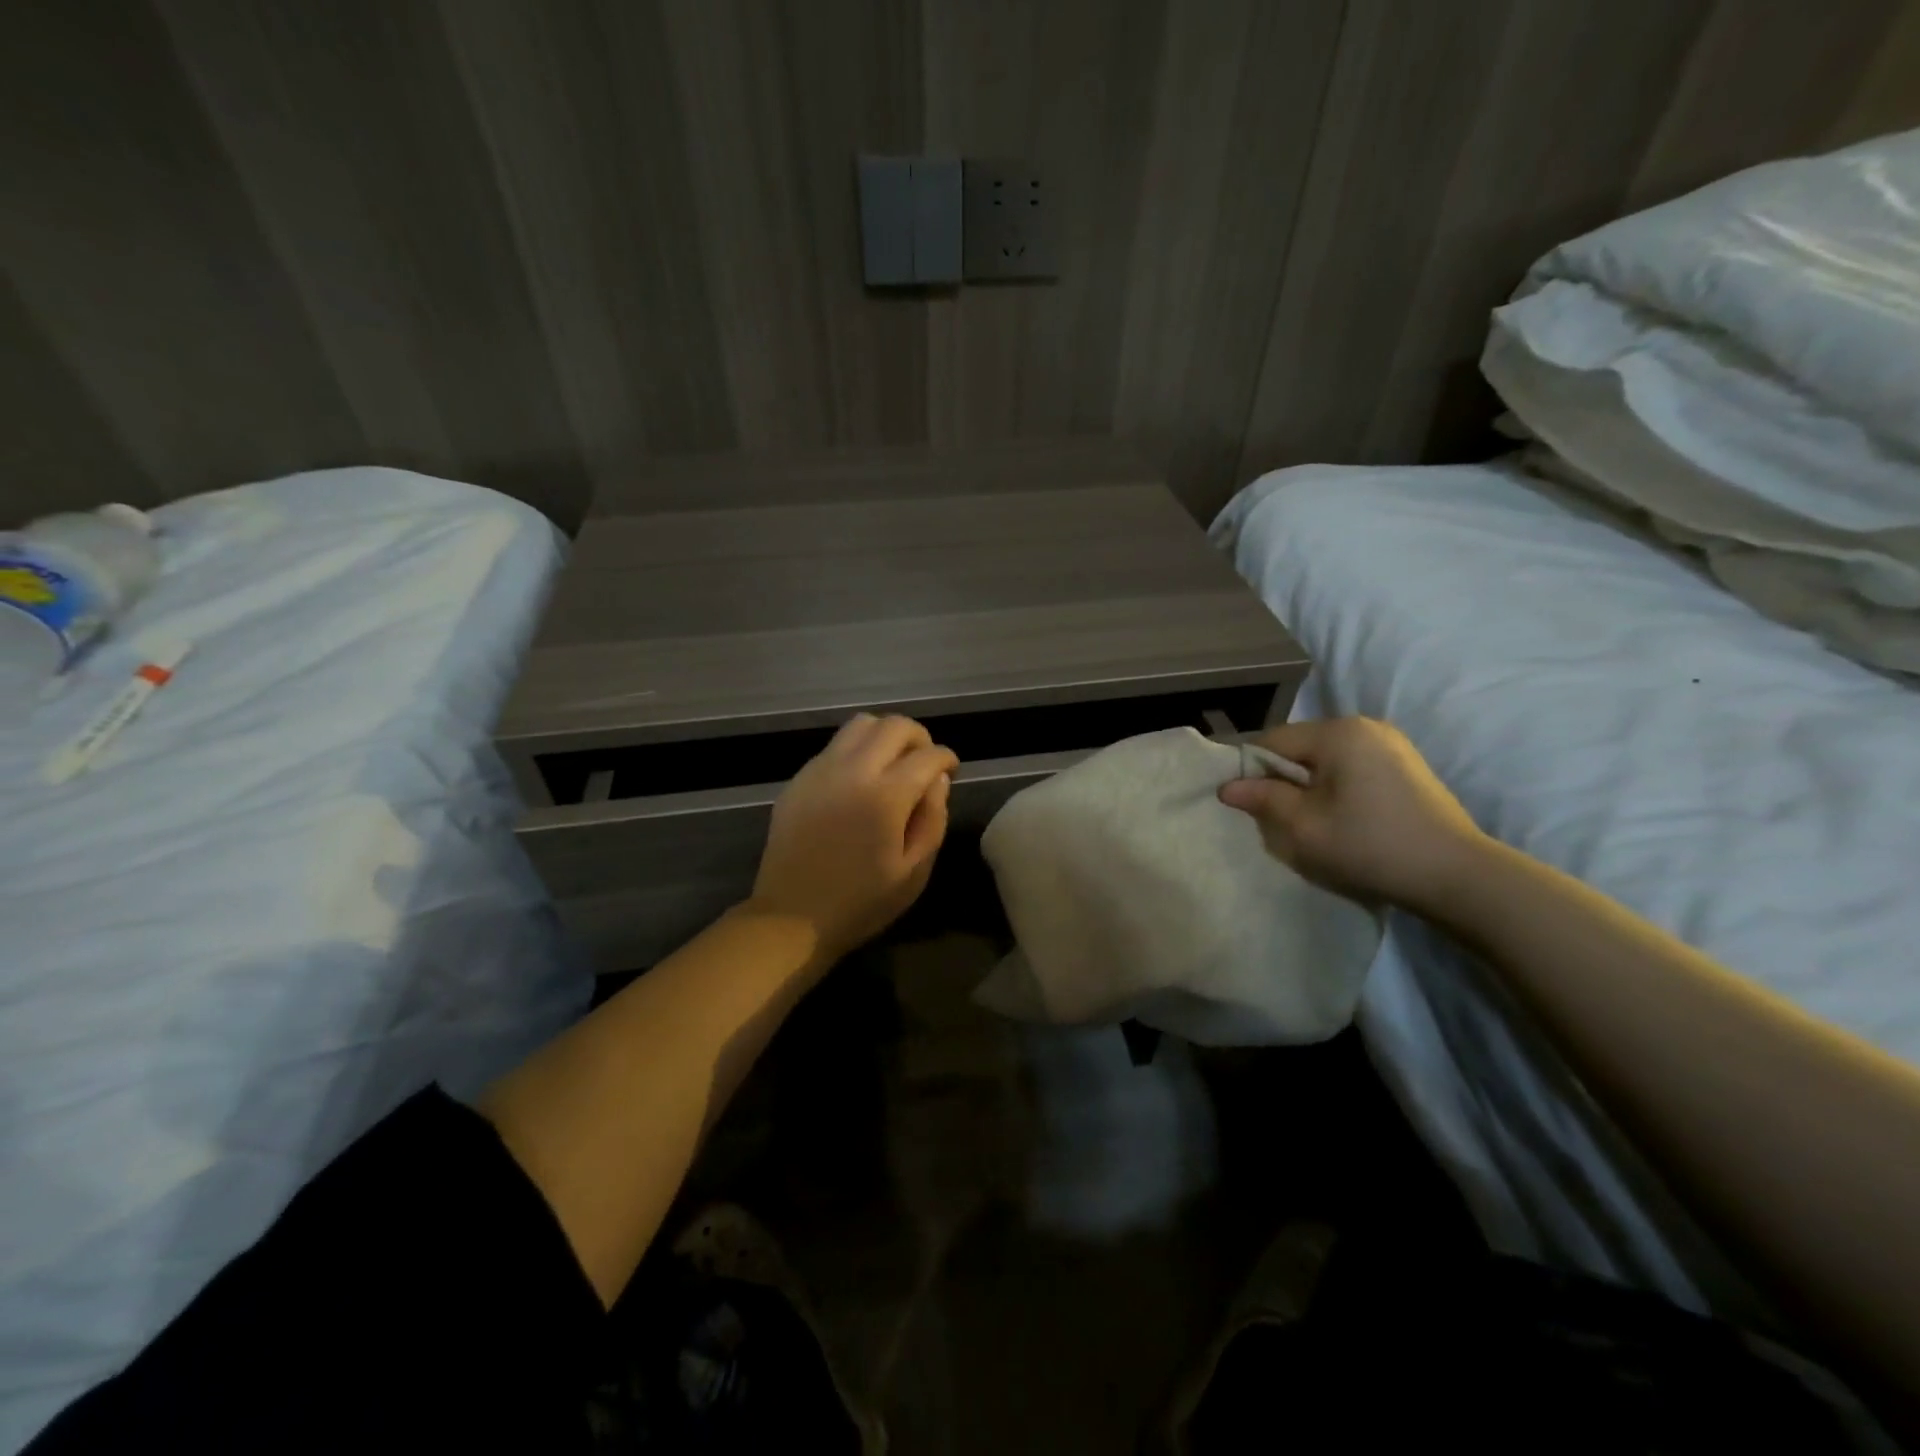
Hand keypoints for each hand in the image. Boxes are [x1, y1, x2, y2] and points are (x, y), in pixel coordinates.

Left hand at [746, 714, 958, 961]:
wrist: (791, 917)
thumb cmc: (861, 902)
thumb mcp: (914, 871)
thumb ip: (933, 819)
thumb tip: (938, 780)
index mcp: (885, 796)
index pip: (928, 755)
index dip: (947, 758)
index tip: (951, 771)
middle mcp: (852, 770)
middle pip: (894, 725)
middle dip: (919, 737)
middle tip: (924, 763)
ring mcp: (820, 770)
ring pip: (860, 724)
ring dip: (885, 735)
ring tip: (892, 765)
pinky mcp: (799, 779)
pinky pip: (834, 746)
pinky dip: (856, 750)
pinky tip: (859, 782)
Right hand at [1218, 717, 1486, 912]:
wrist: (1456, 875)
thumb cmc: (1370, 845)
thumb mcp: (1304, 826)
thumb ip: (1263, 799)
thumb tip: (1227, 787)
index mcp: (1338, 732)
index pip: (1273, 741)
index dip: (1252, 770)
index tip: (1246, 803)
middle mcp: (1365, 726)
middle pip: (1300, 746)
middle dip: (1283, 778)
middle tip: (1277, 817)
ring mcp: (1391, 743)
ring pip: (1326, 757)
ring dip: (1309, 784)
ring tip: (1311, 820)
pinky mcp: (1406, 764)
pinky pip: (1352, 765)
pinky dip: (1336, 786)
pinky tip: (1343, 816)